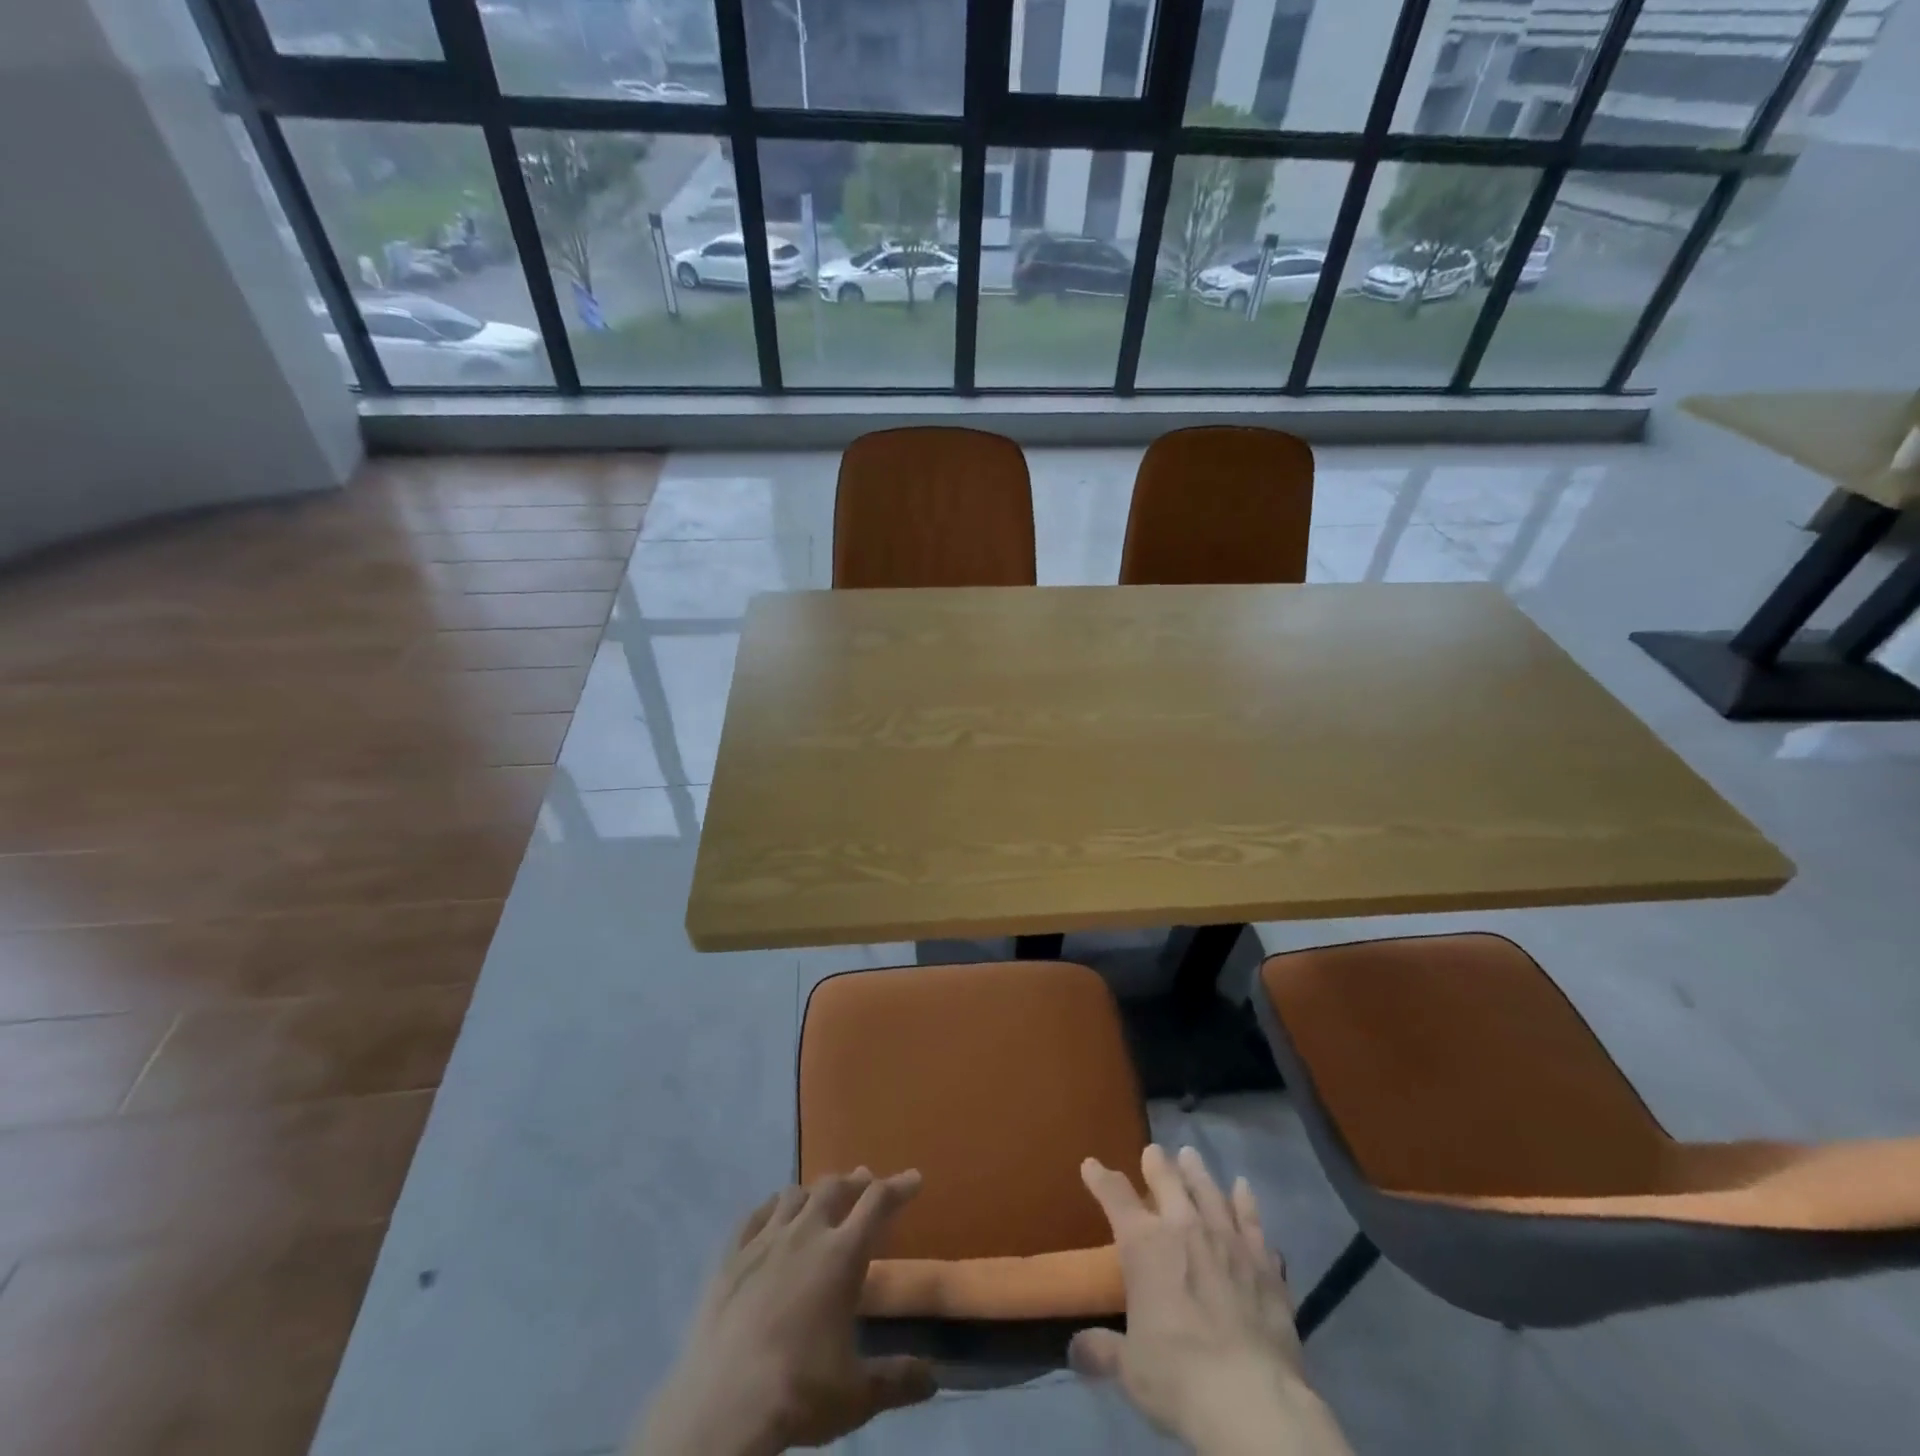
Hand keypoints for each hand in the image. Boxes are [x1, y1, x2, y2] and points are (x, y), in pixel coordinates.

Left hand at [634, 1170, 936, 1455]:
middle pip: (835, 1188)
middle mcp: (806, 1234)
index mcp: (842, 1256)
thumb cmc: (798, 1393)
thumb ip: (898, 1380)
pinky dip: (772, 1207)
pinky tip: (773, 1213)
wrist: (721, 1407)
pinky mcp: (730, 1257)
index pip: (878, 1203)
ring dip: (814, 1191)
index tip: (914, 1178)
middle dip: (855, 1182)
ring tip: (821, 1197)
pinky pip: (755, 1215)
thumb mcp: (857, 1395)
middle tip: (866, 1183)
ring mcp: (764, 1241)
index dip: (899, 1187)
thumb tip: (934, 1378)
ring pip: (794, 1195)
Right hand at [1071, 1145, 1352, 1455]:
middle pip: (1167, 1179)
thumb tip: (1075, 1350)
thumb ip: (1103, 1350)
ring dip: (1198, 1172)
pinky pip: (1252, 1221)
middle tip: (1153, 1152)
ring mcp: (1227, 1240)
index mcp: (1144, 1244)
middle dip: (1157, 1163)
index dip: (1100, 1177)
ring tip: (1191, 1156)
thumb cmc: (1178, 1376)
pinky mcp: (1263, 1262)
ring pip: (1209, 1191)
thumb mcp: (1130, 1369)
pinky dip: (1246, 1203)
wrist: (1250, 1398)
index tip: (1090, 1164)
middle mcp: (1184, 1227)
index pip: (1114, 1196)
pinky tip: (1244, 1191)